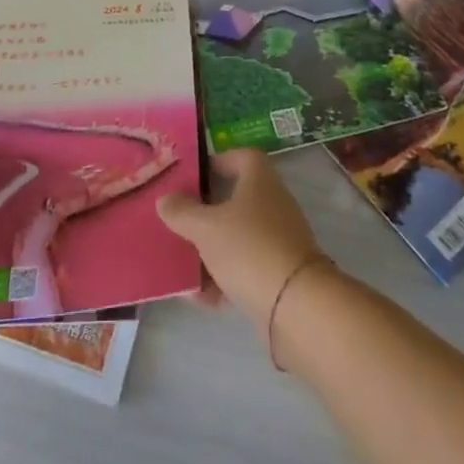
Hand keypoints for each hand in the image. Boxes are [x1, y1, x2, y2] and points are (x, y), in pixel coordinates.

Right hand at [156, 149, 324, 326]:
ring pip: (239, 237)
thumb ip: (182, 212)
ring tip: (183, 263)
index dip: (219, 161)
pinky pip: (246, 268)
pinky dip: (225, 278)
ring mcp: (280, 241)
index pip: (242, 156)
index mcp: (260, 180)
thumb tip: (165, 199)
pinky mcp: (281, 275)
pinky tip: (201, 297)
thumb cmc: (249, 249)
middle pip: (237, 199)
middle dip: (208, 211)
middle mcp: (273, 204)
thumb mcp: (206, 228)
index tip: (194, 176)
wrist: (298, 307)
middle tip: (180, 220)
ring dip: (213, 249)